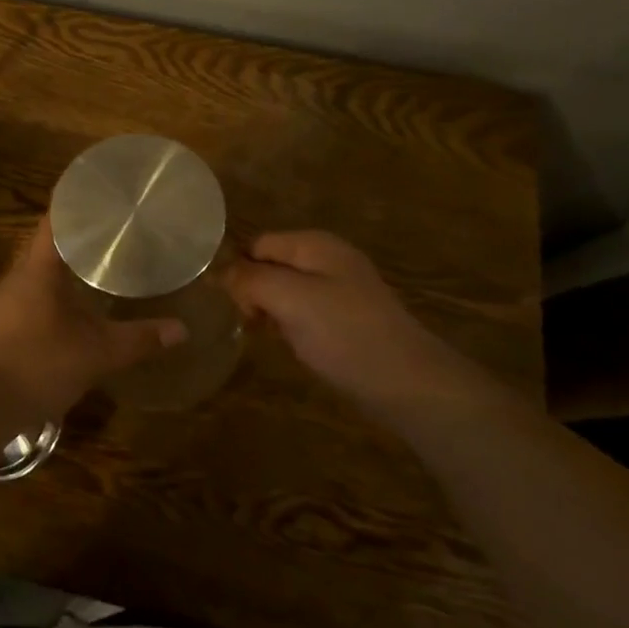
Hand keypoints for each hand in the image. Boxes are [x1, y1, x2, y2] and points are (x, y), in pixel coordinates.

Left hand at [0, 215, 186, 422]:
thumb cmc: (37, 366)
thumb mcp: (96, 354)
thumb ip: (138, 339)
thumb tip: (181, 329)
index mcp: (37, 269)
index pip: (54, 219)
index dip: (77, 203)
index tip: (104, 196)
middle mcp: (17, 276)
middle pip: (48, 243)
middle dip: (79, 237)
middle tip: (115, 231)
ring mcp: (4, 301)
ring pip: (39, 272)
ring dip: (66, 267)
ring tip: (101, 265)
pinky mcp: (0, 325)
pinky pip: (31, 295)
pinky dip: (55, 292)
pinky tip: (75, 307)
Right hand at [224, 230, 485, 411]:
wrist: (409, 384)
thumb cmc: (345, 334)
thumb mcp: (289, 299)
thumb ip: (250, 279)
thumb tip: (219, 274)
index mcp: (314, 243)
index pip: (256, 243)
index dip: (239, 270)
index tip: (236, 306)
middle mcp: (327, 258)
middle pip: (270, 265)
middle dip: (253, 291)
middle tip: (252, 323)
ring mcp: (340, 289)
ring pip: (285, 290)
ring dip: (271, 311)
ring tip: (270, 337)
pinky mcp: (346, 320)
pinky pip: (304, 312)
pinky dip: (291, 326)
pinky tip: (293, 346)